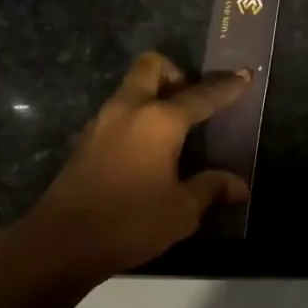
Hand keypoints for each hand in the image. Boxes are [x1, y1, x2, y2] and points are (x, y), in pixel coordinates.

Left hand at [21, 52, 250, 276]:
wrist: (63, 241)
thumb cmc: (130, 222)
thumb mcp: (181, 211)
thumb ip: (210, 189)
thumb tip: (238, 185)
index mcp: (159, 120)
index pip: (200, 95)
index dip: (225, 86)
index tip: (244, 75)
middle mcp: (129, 109)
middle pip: (152, 67)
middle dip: (176, 73)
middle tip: (192, 101)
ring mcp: (101, 122)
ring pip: (131, 89)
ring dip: (153, 95)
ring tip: (174, 129)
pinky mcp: (85, 140)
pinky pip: (118, 113)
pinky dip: (135, 118)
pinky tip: (146, 151)